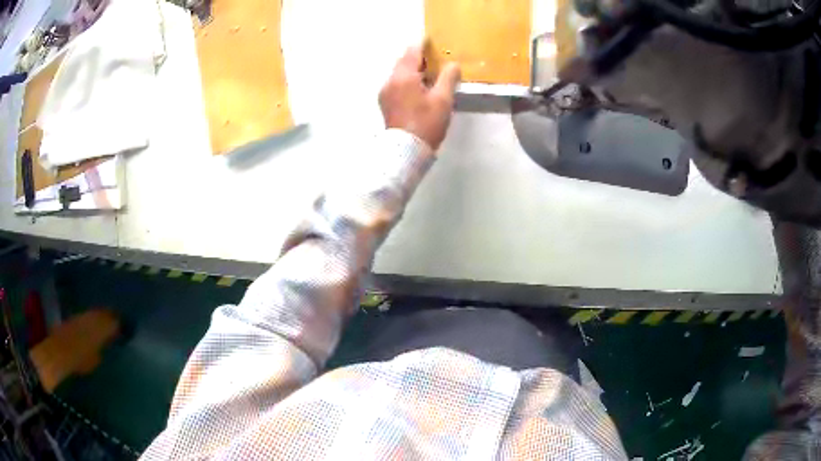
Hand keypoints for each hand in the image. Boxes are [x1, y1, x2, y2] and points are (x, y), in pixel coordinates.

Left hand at [379, 45, 460, 150]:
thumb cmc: (427, 123)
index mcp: (403, 76)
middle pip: (404, 61)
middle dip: (418, 57)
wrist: (406, 151)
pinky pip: (396, 83)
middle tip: (435, 59)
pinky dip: (407, 80)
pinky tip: (418, 89)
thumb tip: (453, 64)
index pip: (412, 51)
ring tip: (429, 75)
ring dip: (413, 70)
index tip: (433, 42)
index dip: (423, 44)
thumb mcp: (443, 99)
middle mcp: (390, 80)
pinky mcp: (385, 102)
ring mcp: (385, 91)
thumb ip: (448, 78)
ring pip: (399, 73)